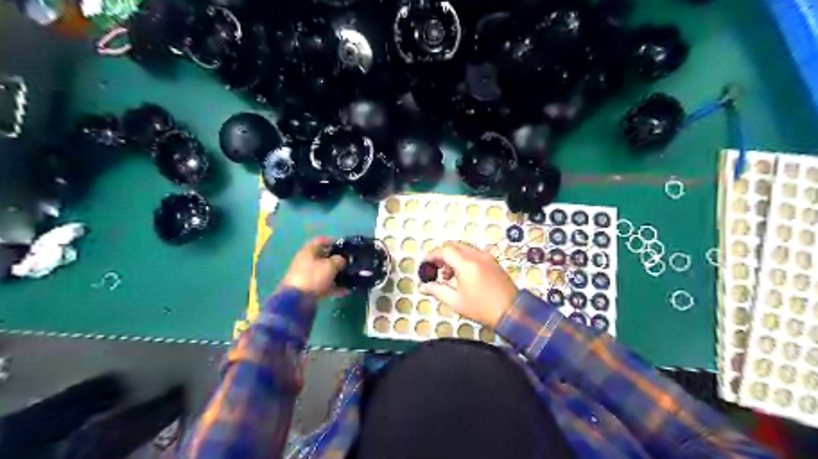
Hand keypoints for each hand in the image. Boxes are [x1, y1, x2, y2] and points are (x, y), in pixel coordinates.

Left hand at [281, 239, 343, 298]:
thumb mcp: (331, 265)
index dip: (332, 241)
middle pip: (322, 257)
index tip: (344, 246)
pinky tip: (345, 291)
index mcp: (308, 251)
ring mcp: (305, 276)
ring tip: (349, 278)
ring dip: (336, 275)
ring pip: (323, 272)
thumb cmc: (314, 277)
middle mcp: (305, 261)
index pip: (321, 241)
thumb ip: (339, 260)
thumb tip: (342, 260)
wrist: (296, 301)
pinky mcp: (307, 289)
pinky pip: (323, 285)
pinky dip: (333, 287)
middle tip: (348, 263)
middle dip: (336, 260)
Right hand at [417, 239, 513, 329]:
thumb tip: (424, 286)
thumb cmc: (484, 308)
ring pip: (463, 248)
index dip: (432, 255)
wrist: (512, 312)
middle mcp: (477, 256)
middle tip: (434, 268)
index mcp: (467, 264)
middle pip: (454, 246)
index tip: (425, 264)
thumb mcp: (456, 301)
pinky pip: (473, 253)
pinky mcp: (492, 261)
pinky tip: (461, 275)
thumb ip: (437, 290)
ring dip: (452, 257)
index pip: (444, 250)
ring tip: (447, 275)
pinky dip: (463, 259)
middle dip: (441, 255)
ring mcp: (487, 257)